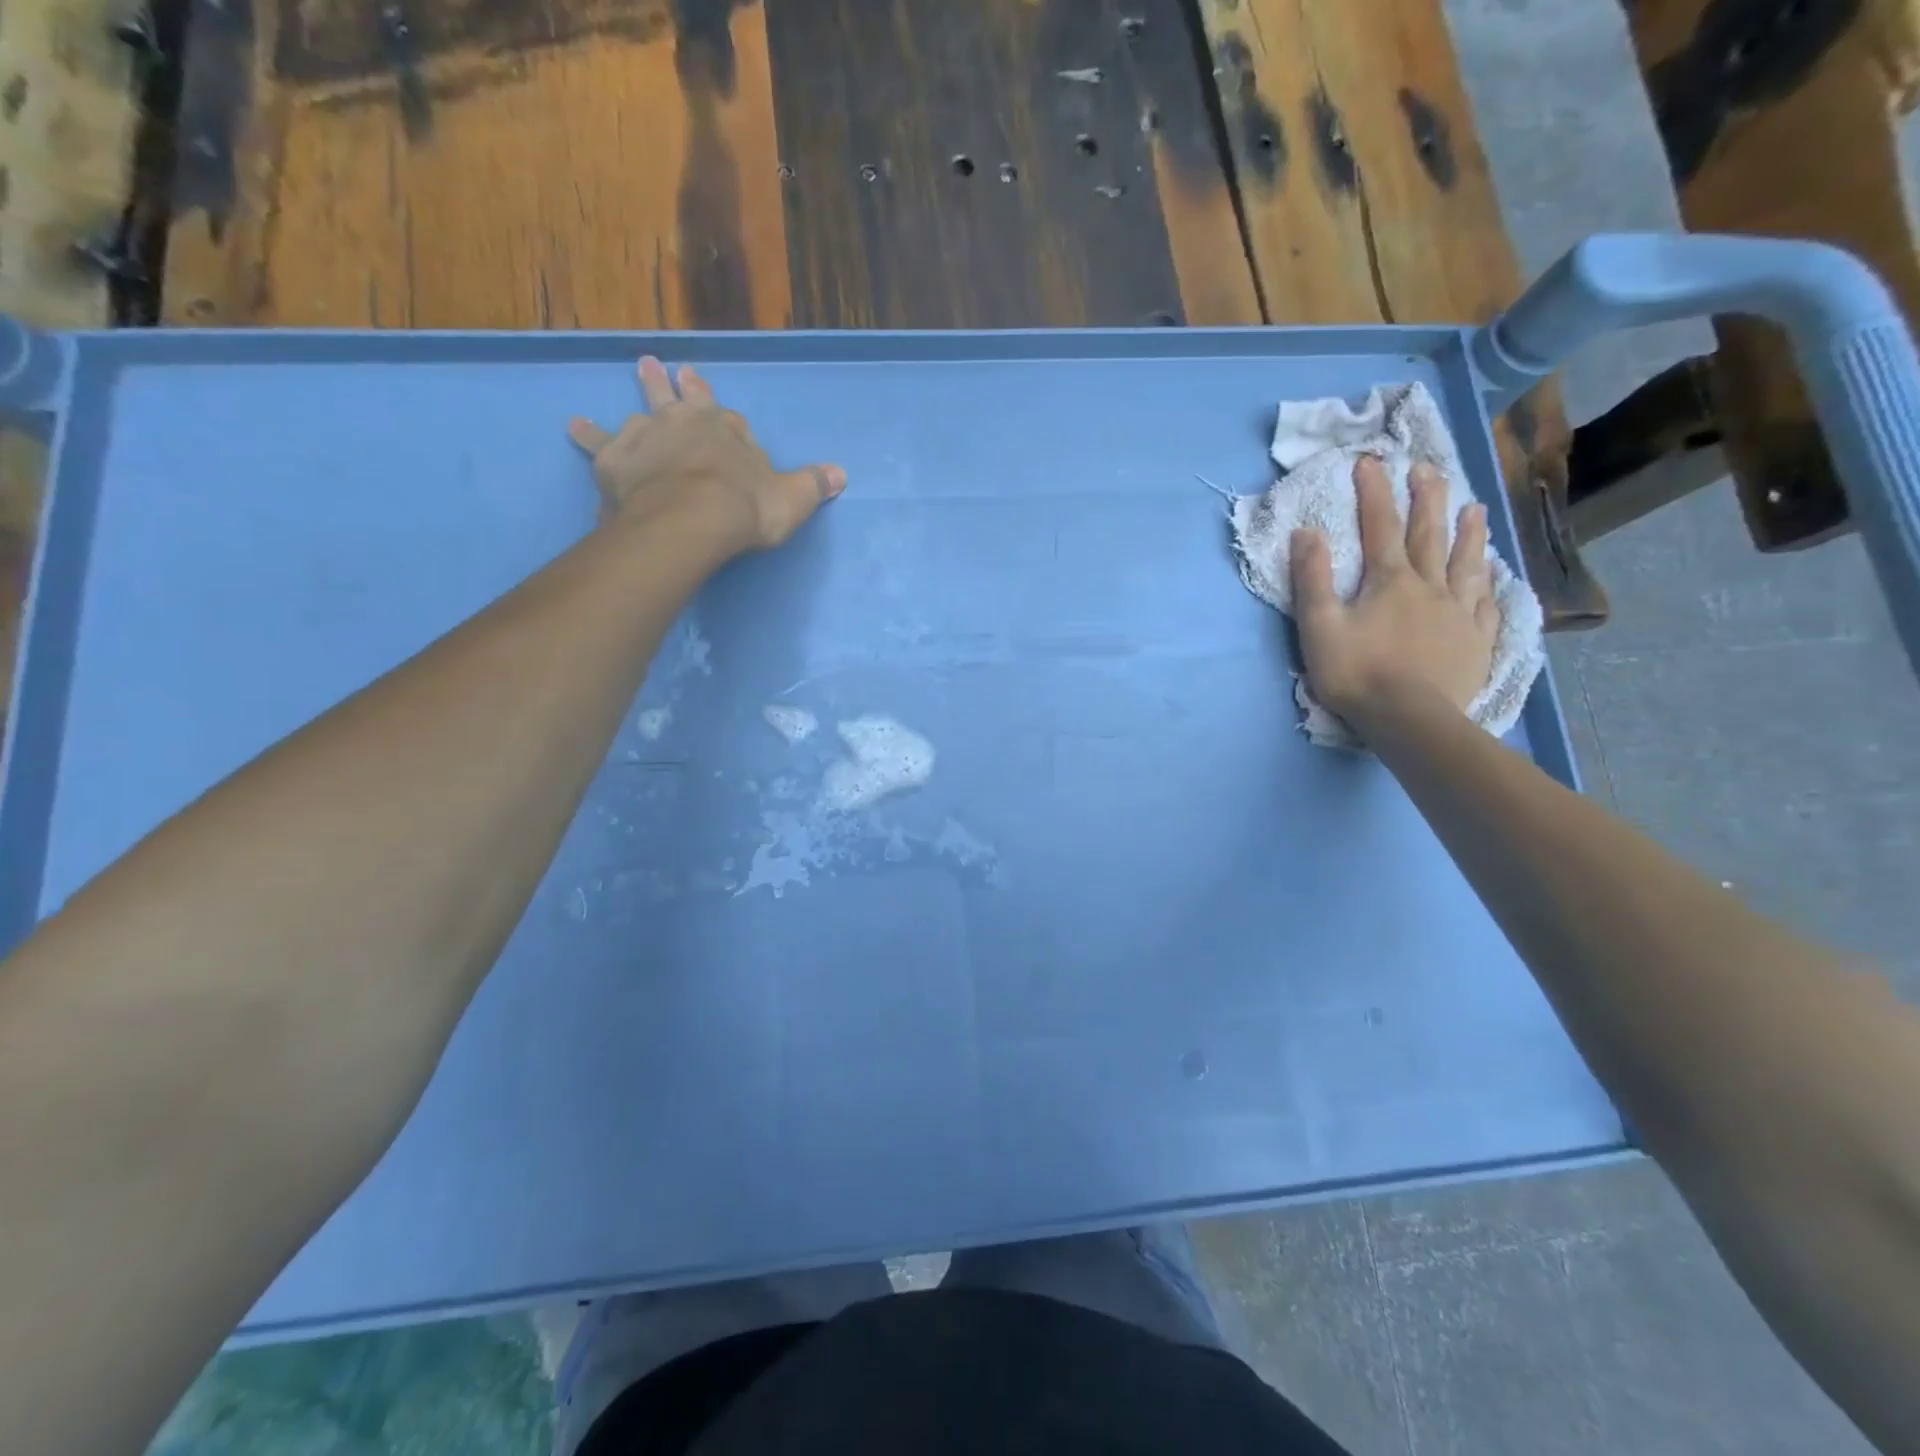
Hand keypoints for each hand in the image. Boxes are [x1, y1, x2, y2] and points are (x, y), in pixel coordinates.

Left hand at [568, 356, 845, 558]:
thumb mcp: (792, 500)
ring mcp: (646, 437)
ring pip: (638, 412)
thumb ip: (813, 485)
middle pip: (676, 399)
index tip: (707, 390)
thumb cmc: (746, 508)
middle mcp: (683, 423)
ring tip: (630, 378)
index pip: (723, 414)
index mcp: (726, 430)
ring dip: (636, 396)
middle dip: (668, 383)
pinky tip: (573, 427)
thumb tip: (841, 474)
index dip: (715, 406)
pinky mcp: (614, 459)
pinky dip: (586, 434)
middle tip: (654, 364)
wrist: (692, 520)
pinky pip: (597, 443)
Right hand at [1290, 457, 1497, 731]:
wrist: (1409, 719)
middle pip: (1429, 535)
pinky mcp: (1476, 641)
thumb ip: (1312, 579)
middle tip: (1429, 469)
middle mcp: (1430, 587)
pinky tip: (1493, 575)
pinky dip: (1489, 584)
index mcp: (1389, 581)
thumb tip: (1306, 531)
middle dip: (1426, 499)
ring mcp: (1459, 613)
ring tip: (1474, 508)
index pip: (1379, 527)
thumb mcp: (1319, 626)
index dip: (1374, 492)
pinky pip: (1487, 604)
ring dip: (1469, 533)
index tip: (1371, 461)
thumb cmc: (1356, 673)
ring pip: (1466, 564)